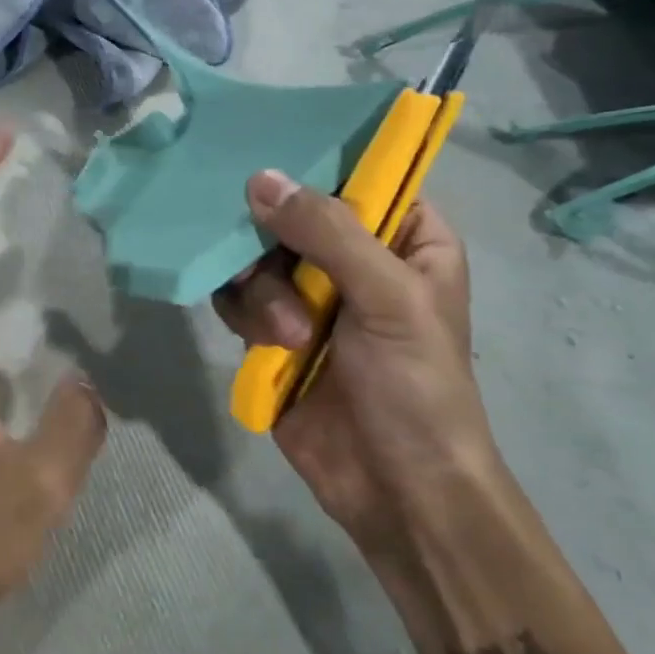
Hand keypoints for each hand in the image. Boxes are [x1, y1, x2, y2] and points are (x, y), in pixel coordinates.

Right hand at [213, 172, 502, 560]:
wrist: (395, 490)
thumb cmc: (416, 387)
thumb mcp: (388, 299)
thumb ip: (328, 232)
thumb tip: (260, 179)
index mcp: (404, 238)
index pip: (357, 176)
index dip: (314, 167)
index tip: (269, 163)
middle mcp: (353, 258)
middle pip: (289, 214)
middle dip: (274, 244)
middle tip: (268, 266)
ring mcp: (308, 295)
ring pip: (256, 256)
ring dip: (264, 294)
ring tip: (290, 337)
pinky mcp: (272, 330)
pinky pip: (237, 296)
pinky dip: (243, 314)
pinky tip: (266, 346)